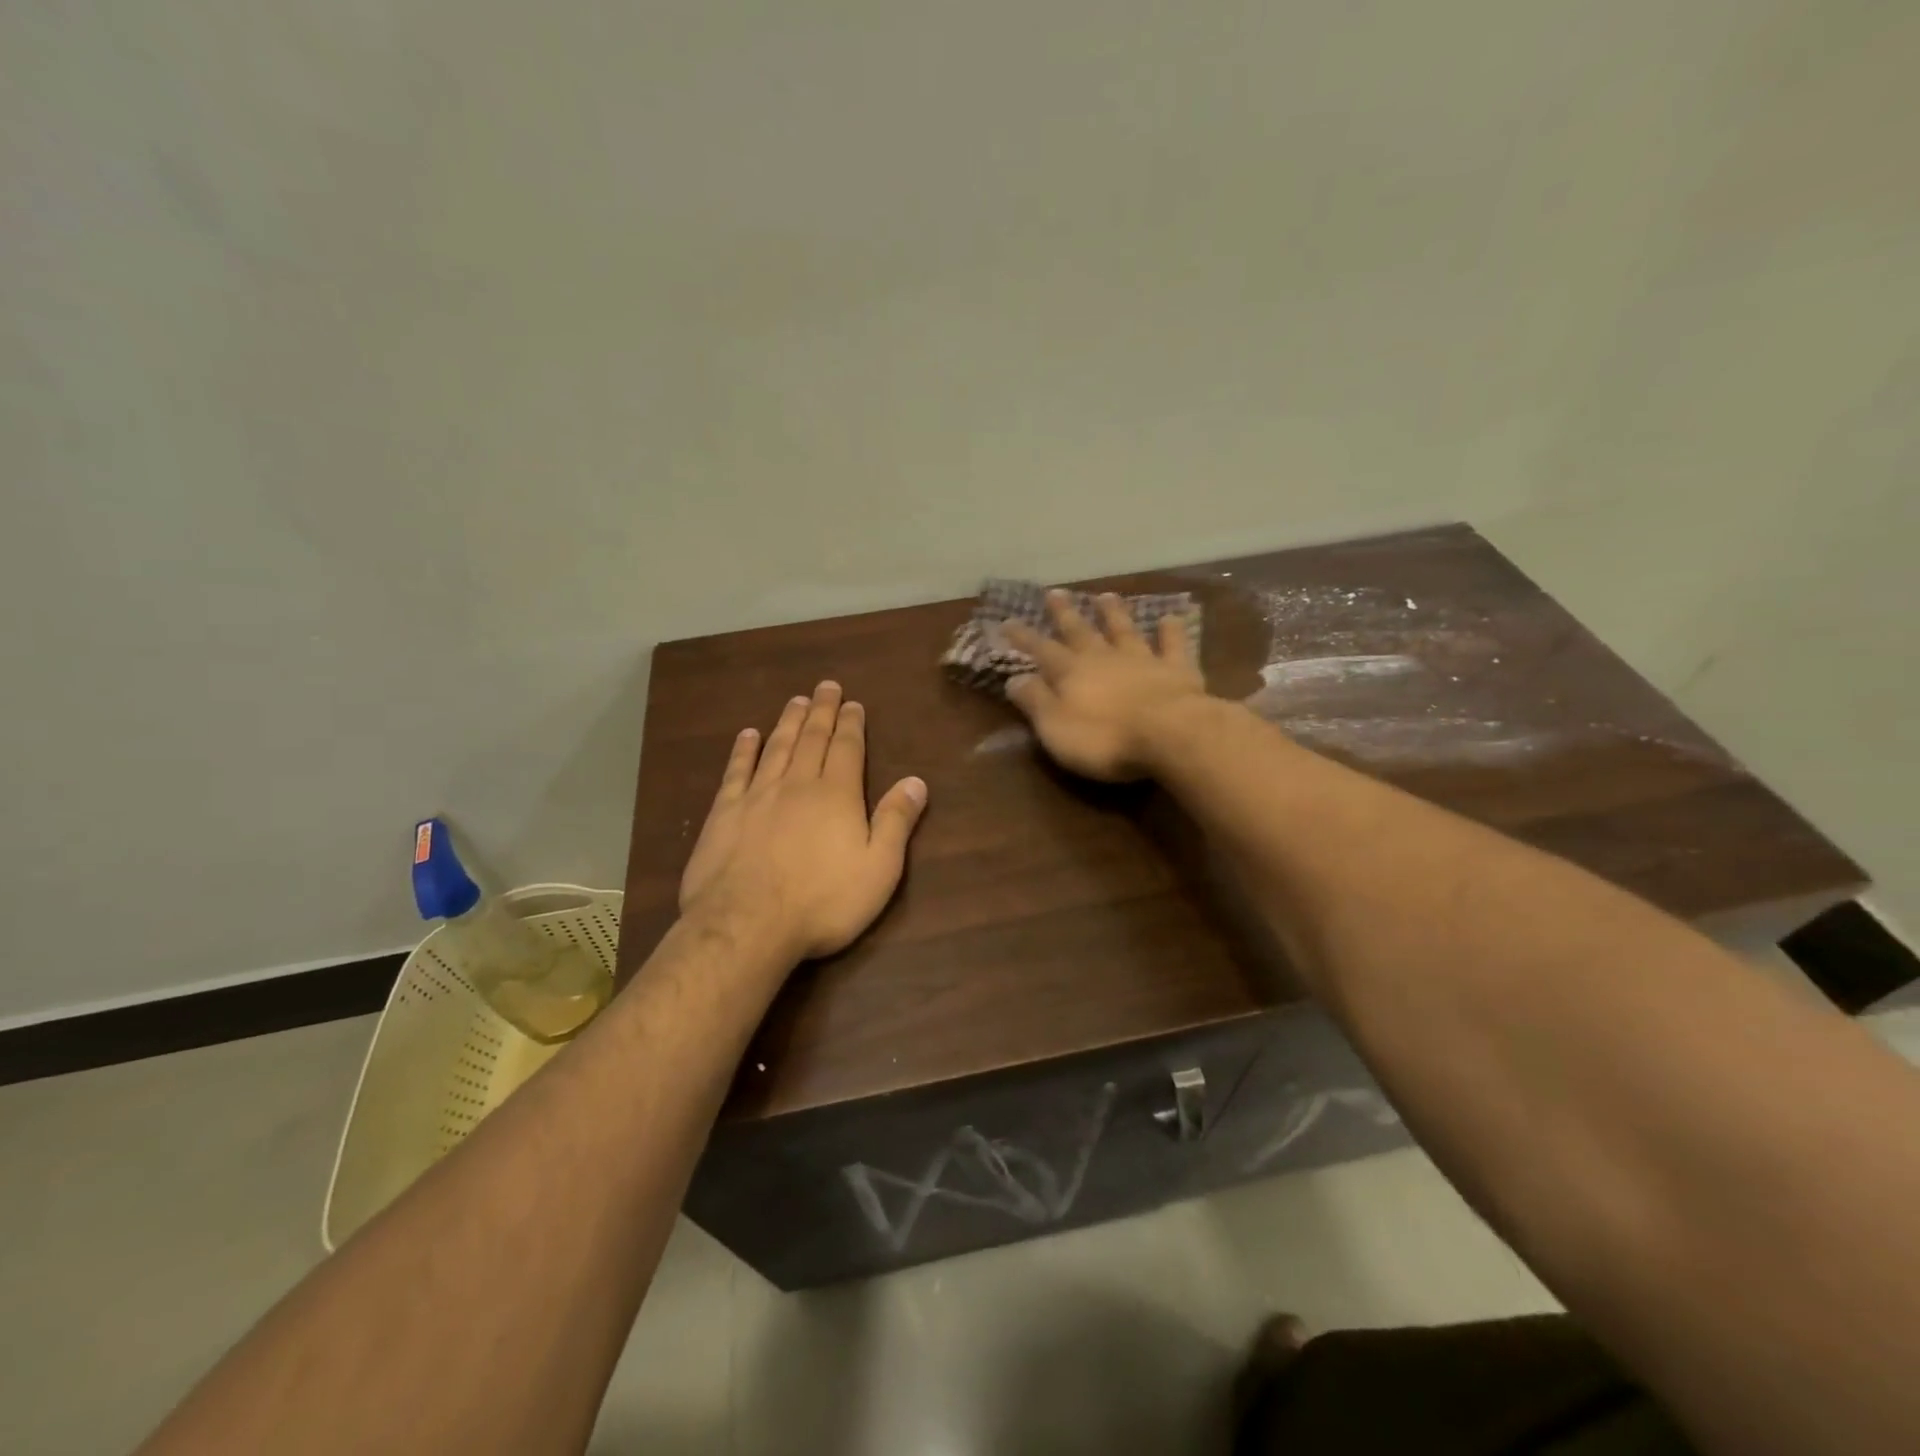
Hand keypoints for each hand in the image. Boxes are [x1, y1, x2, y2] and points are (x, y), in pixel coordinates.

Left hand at [679, 682, 928, 963]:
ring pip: (776, 747)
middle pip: (812, 738)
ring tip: (795, 701)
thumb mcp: (878, 869)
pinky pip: (736, 771)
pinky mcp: (724, 813)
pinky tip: (748, 735)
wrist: (747, 924)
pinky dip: (743, 750)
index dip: (851, 724)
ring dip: (788, 722)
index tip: (853, 703)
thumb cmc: (822, 902)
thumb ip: (896, 822)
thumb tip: (915, 781)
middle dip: (821, 711)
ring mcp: (757, 796)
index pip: (847, 748)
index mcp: (836, 795)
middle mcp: (797, 784)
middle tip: (825, 686)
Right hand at [1002, 591, 1206, 781]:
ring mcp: (1142, 660)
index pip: (1041, 650)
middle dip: (1064, 613)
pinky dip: (1171, 630)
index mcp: (1071, 673)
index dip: (1023, 637)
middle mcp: (1103, 658)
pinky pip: (1173, 644)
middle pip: (1080, 631)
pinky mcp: (1177, 670)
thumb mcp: (1055, 728)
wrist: (1170, 735)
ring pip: (1124, 630)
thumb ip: (1035, 701)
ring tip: (1105, 595)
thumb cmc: (1105, 739)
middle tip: (1054, 592)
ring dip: (1113, 613)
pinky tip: (1171, 616)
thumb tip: (1013, 679)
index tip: (1007, 620)